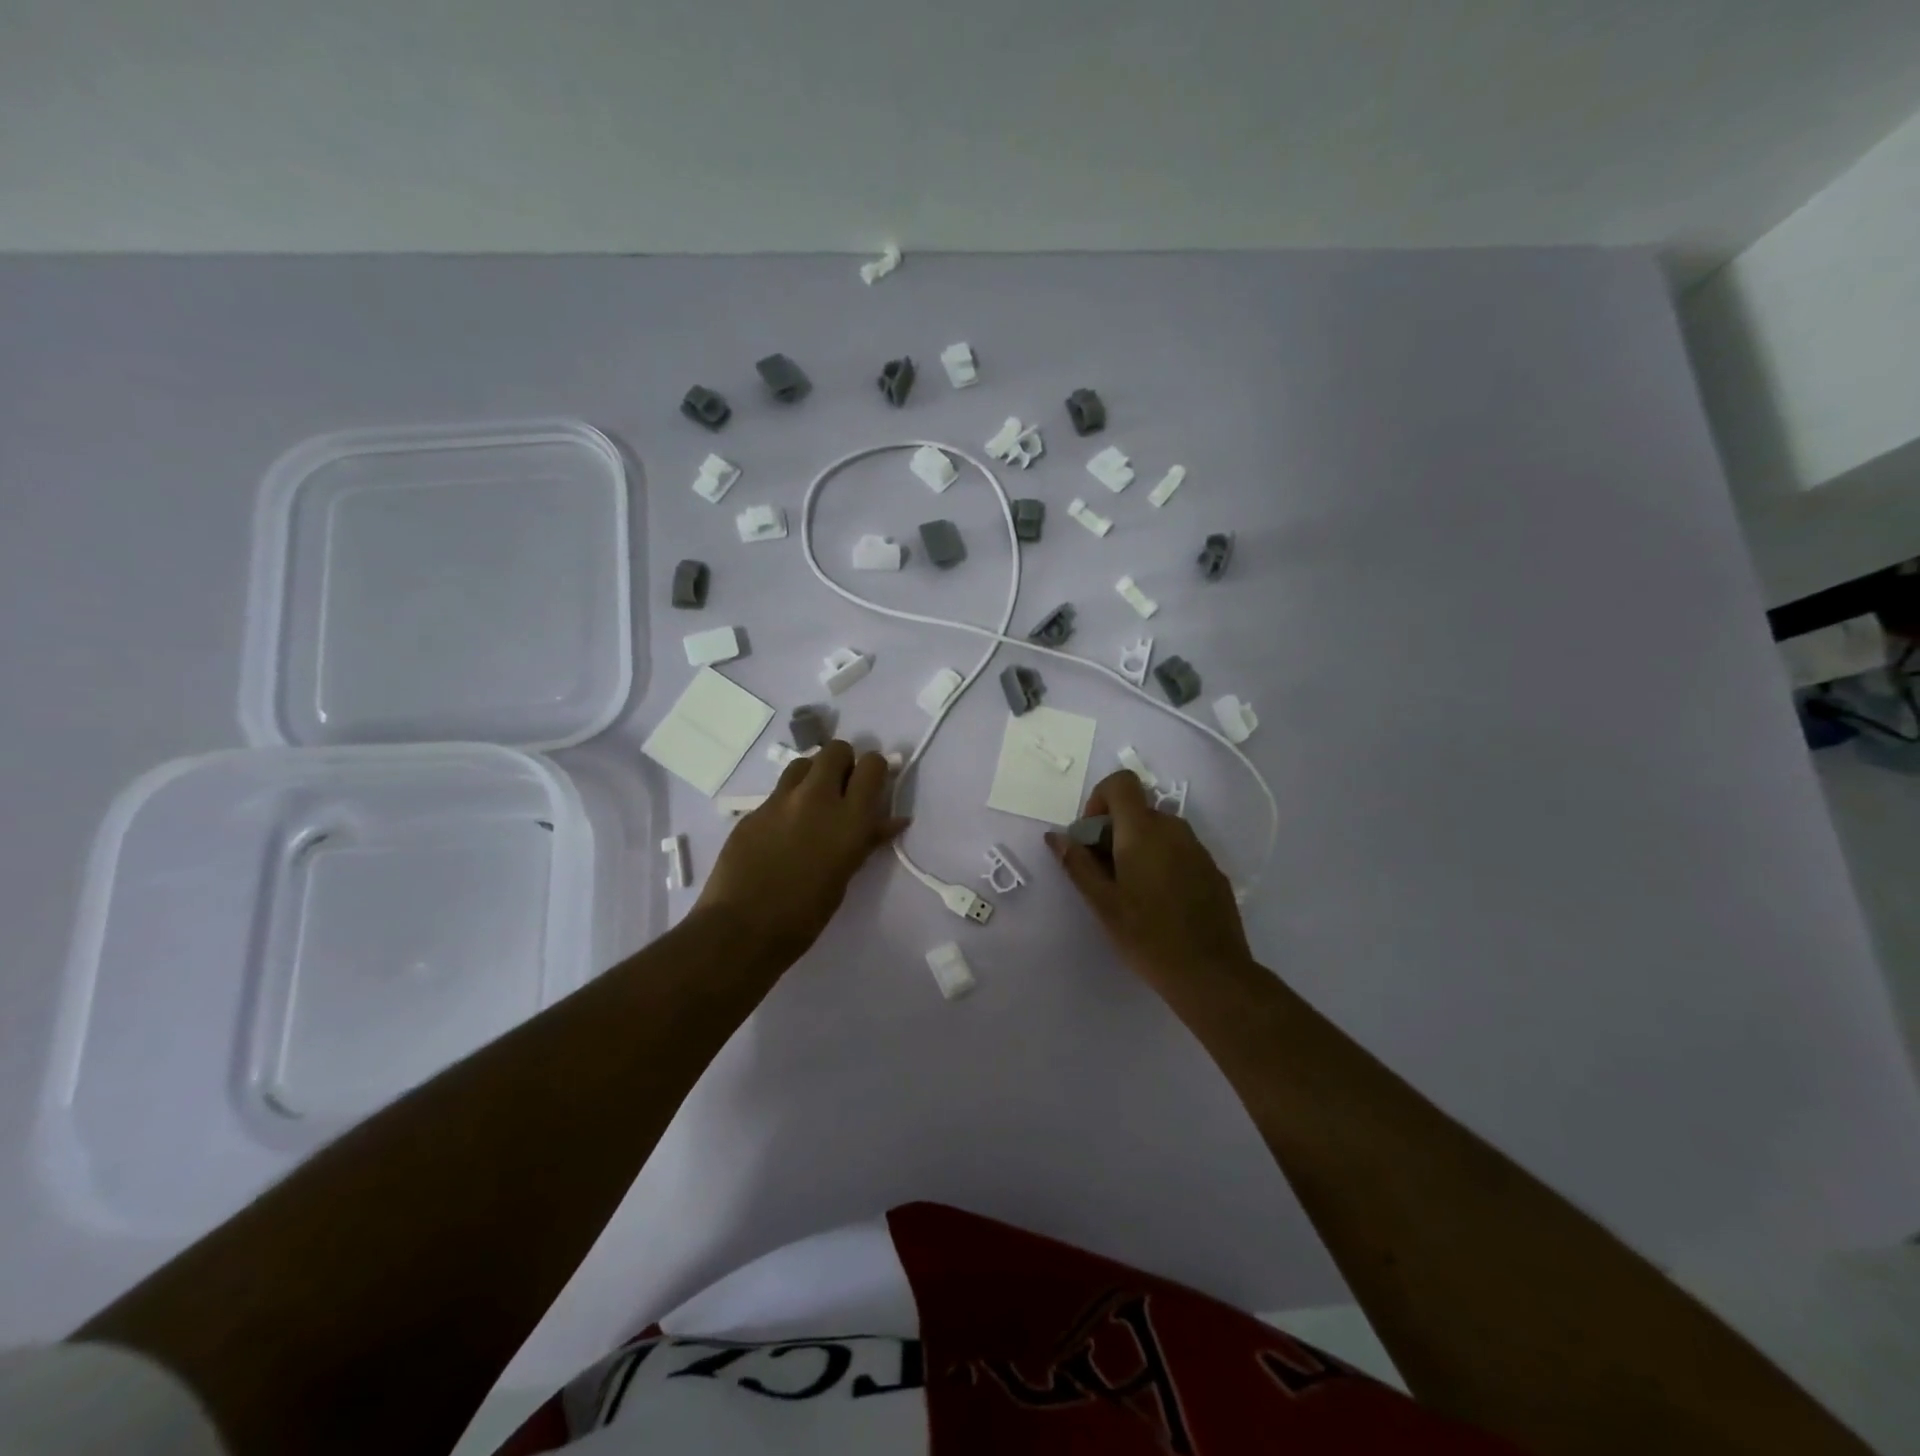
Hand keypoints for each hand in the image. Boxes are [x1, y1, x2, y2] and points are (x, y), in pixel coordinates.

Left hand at [695, 741, 908, 962]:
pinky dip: (788, 801)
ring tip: (811, 803)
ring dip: (814, 774)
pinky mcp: (753, 810)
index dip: (874, 770)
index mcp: (850, 818)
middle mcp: (818, 797)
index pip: (872, 764)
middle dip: (843, 763)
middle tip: (842, 791)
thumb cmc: (806, 914)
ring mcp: (781, 800)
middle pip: (836, 750)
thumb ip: (867, 840)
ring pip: (804, 762)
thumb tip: (892, 820)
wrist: (742, 928)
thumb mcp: (846, 875)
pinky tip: (782, 830)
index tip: (872, 787)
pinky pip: (778, 791)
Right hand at [1046, 770, 1252, 988]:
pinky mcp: (1212, 870)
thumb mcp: (1103, 903)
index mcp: (1143, 831)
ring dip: (1137, 847)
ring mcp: (1198, 849)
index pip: (1121, 782)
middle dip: (1113, 832)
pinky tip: (1159, 903)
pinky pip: (1178, 850)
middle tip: (1103, 874)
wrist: (1211, 974)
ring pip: (1158, 831)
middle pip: (1137, 810)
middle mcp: (1174, 829)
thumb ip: (1077, 864)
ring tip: (1130, 892)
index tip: (1092, 838)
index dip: (1099, 800)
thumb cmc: (1147, 937)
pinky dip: (1161, 862)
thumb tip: (1055, 836)